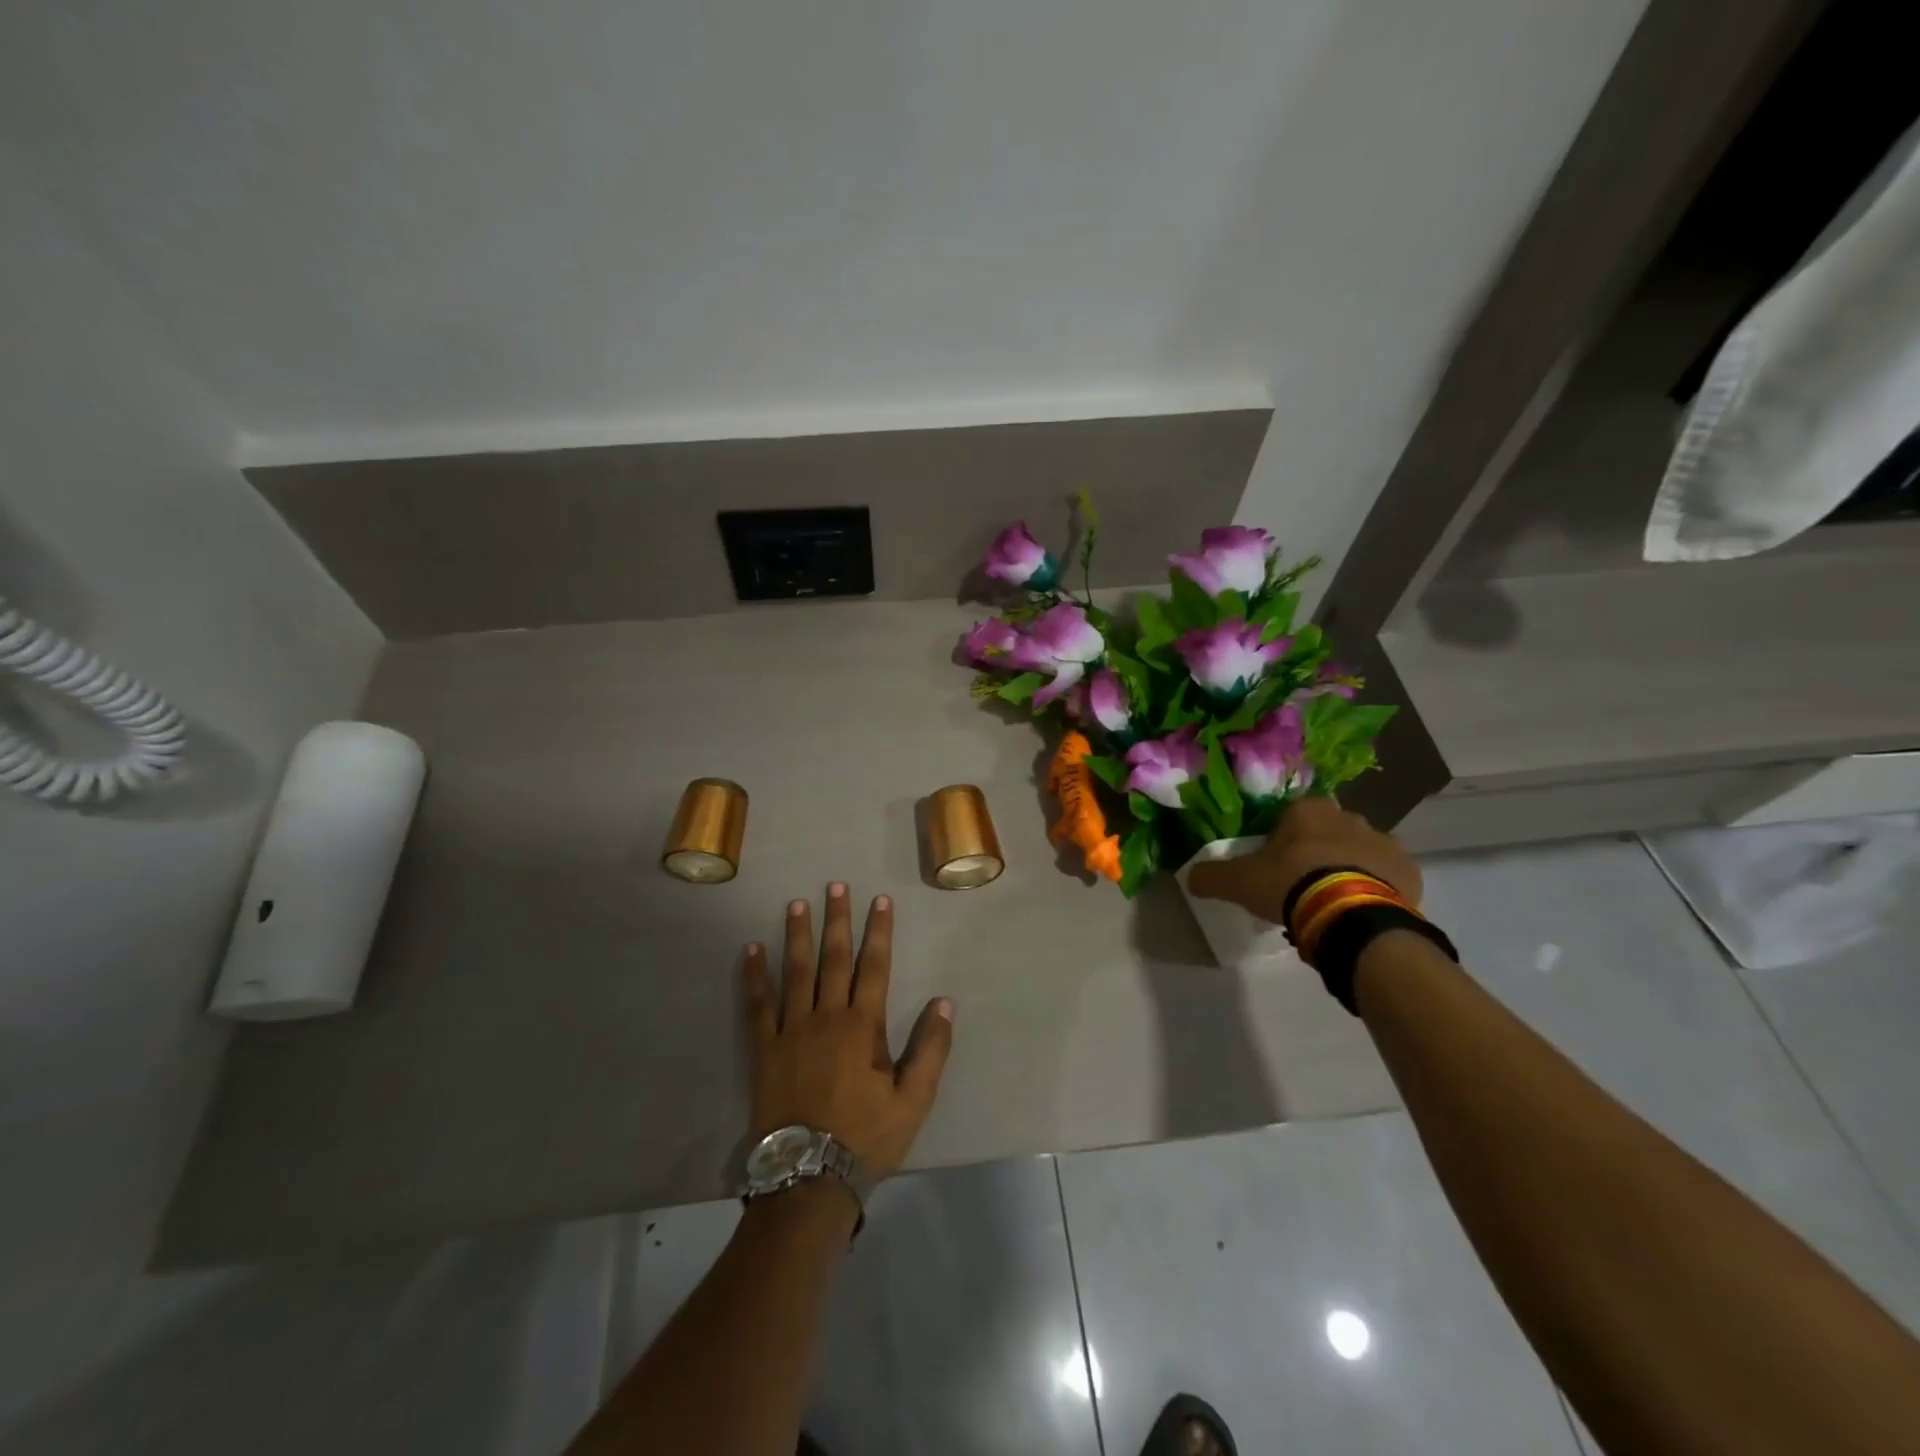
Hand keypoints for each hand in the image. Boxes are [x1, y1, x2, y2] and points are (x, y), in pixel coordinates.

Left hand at [742, 883, 953, 1181]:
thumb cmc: (866, 1137)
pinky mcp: (764, 1049)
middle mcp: (826, 1017)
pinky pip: (758, 1005)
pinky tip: (750, 950)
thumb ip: (931, 1049)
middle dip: (838, 920)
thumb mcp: (913, 1100)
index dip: (878, 932)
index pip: (875, 967)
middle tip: (836, 885)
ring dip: (797, 935)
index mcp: (863, 1027)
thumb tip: (944, 1001)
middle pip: (833, 959)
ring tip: (796, 903)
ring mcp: (791, 1030)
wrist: (808, 1177)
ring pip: (795, 972)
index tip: (879, 900)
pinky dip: (753, 977)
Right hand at [1186, 795, 1420, 925]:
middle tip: (1303, 885)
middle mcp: (1349, 817)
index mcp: (1308, 810)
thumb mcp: (1239, 882)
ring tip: (1332, 904)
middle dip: (1318, 852)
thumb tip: (1190, 877)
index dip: (1284, 839)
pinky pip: (1388, 876)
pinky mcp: (1409, 870)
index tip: (1277, 864)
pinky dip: (1376, 888)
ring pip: (1360, 852)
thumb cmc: (1290, 884)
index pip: (1293, 815)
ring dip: (1349, 869)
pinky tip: (1359, 910)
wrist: (1348, 914)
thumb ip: (1212, 876)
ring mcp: (1384, 842)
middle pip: (1328, 832)